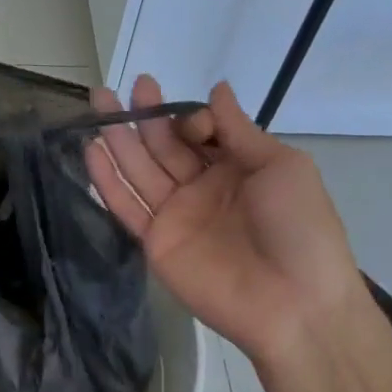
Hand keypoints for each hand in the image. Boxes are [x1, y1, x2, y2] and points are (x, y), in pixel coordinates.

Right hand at [84, 75, 376, 369]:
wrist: (295, 303)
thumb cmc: (300, 228)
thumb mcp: (282, 166)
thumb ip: (240, 129)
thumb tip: (217, 87)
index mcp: (236, 167)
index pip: (198, 132)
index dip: (187, 118)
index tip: (191, 120)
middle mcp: (202, 187)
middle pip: (162, 145)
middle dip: (140, 115)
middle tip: (113, 89)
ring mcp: (176, 215)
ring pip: (139, 169)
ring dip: (117, 137)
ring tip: (96, 103)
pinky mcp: (155, 242)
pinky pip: (126, 206)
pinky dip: (107, 180)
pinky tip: (91, 150)